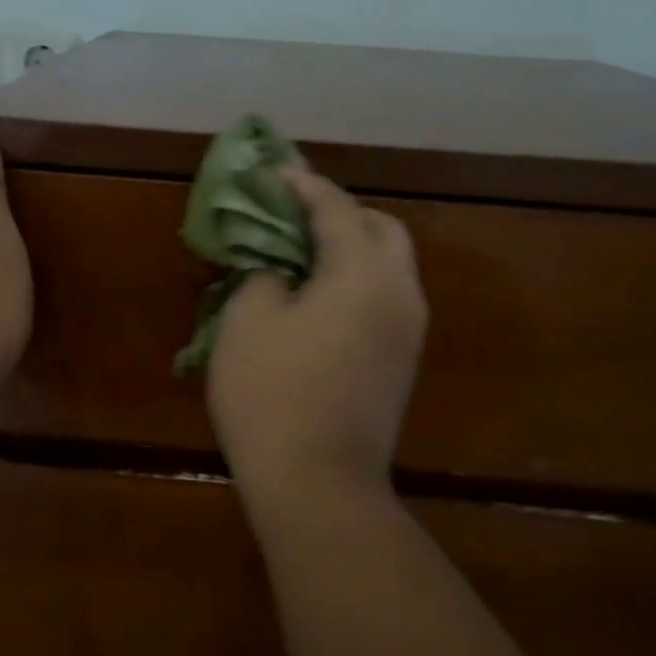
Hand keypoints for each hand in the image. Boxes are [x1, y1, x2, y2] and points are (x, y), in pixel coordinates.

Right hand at [207, 165, 426, 514]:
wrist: (318, 485)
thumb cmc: (273, 395)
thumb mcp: (247, 320)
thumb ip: (263, 273)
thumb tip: (278, 266)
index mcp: (364, 272)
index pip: (335, 207)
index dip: (300, 184)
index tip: (270, 171)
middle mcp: (400, 293)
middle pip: (380, 229)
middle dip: (338, 213)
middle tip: (292, 218)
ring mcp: (408, 333)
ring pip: (387, 268)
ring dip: (349, 250)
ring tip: (300, 257)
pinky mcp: (401, 365)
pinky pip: (382, 302)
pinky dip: (354, 284)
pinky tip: (317, 302)